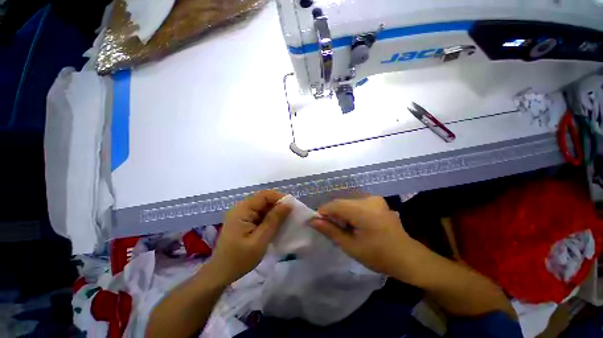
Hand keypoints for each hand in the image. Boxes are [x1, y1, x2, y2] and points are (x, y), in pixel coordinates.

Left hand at [204, 190, 290, 285]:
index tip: (292, 206)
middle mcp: (241, 207)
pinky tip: (275, 225)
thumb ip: (274, 220)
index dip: (280, 197)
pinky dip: (269, 217)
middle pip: (264, 199)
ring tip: (286, 220)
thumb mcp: (260, 240)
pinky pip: (259, 213)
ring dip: (274, 211)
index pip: (264, 195)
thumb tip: (288, 203)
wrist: (221, 273)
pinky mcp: (244, 220)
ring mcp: (242, 213)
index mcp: (243, 209)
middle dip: (278, 205)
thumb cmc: (240, 259)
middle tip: (291, 215)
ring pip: (263, 206)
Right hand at [311, 196, 415, 276]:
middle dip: (332, 214)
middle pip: (341, 202)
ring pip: (348, 202)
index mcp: (363, 210)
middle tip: (330, 229)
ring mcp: (374, 199)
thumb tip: (312, 221)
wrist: (408, 258)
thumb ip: (330, 231)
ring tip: (343, 228)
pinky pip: (356, 203)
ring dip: (341, 213)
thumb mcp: (351, 246)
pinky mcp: (377, 201)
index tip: (317, 223)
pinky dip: (350, 211)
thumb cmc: (379, 256)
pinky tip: (353, 224)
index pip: (334, 205)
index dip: (323, 212)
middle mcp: (369, 199)